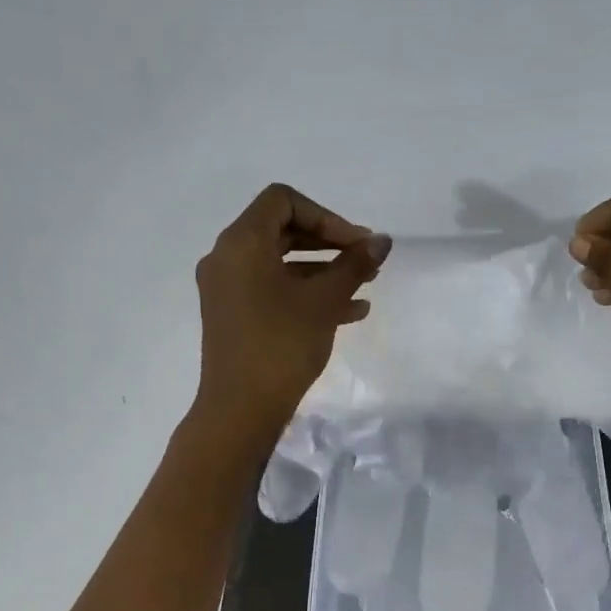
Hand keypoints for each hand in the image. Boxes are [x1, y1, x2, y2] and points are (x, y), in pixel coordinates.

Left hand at [193, 184, 390, 441]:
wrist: (241, 409)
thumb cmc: (282, 344)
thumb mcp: (324, 301)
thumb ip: (354, 264)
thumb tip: (383, 240)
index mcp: (241, 242)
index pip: (283, 201)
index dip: (326, 216)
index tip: (356, 244)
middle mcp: (227, 258)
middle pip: (282, 230)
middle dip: (330, 243)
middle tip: (366, 261)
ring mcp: (227, 289)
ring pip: (281, 264)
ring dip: (324, 271)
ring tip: (366, 289)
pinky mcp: (233, 316)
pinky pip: (272, 290)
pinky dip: (306, 293)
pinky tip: (349, 313)